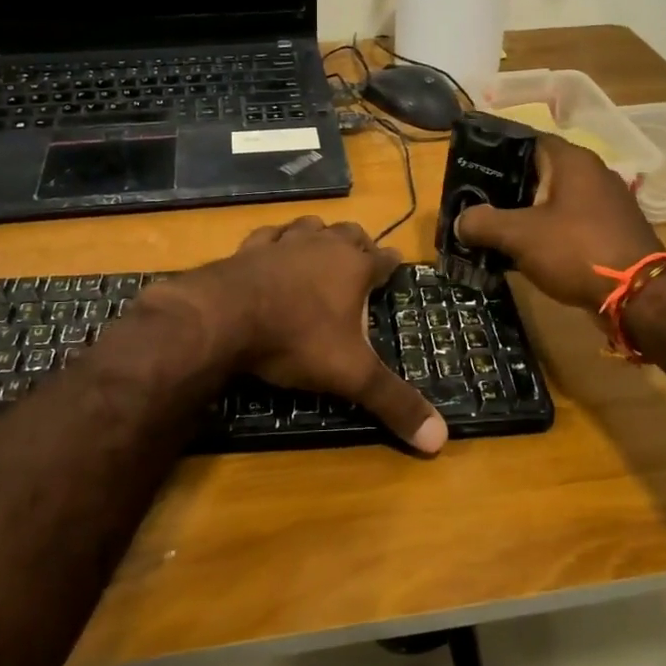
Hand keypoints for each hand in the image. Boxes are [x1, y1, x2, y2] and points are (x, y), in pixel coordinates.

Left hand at [181, 217, 445, 453]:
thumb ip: (394, 402)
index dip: (393, 264)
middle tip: (361, 260)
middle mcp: (322, 245)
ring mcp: (283, 242)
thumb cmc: (297, 340)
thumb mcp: (351, 375)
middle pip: (350, 233)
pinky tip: (273, 249)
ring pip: (310, 225)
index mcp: (354, 267)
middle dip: (359, 244)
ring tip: (321, 249)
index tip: (396, 266)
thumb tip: (441, 439)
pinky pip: (270, 234)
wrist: (224, 318)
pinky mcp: (249, 248)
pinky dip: (277, 240)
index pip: (385, 258)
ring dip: (320, 235)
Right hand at [453, 134, 660, 312]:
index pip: (527, 140)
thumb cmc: (576, 250)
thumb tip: (460, 221)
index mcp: (572, 160)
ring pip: (554, 200)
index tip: (471, 167)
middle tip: (474, 202)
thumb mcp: (519, 235)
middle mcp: (593, 174)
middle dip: (506, 187)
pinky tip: (525, 251)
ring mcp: (606, 204)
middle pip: (539, 171)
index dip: (497, 151)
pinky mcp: (611, 232)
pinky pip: (569, 224)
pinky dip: (546, 232)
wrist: (638, 296)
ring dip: (526, 213)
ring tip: (493, 229)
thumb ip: (483, 223)